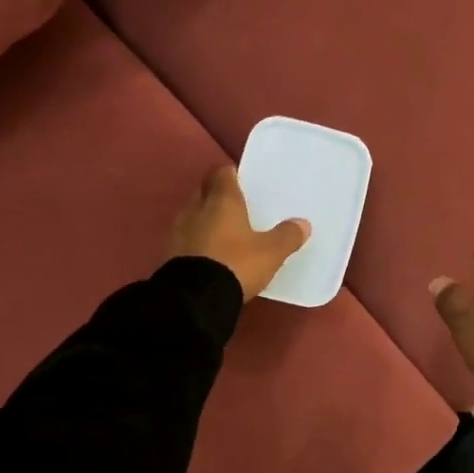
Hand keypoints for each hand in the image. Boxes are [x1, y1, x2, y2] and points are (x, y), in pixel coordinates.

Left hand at [170, 166, 310, 301]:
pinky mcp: (171, 254)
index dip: (231, 174)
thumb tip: (303, 223)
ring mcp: (180, 231)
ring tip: (225, 231)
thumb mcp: (270, 253)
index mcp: (222, 200)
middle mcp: (197, 208)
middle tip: (236, 206)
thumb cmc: (236, 263)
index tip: (242, 181)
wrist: (195, 298)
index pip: (222, 174)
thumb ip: (287, 236)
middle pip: (205, 192)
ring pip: (194, 215)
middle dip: (217, 196)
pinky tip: (211, 253)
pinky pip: (187, 238)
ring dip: (206, 219)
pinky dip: (198, 240)